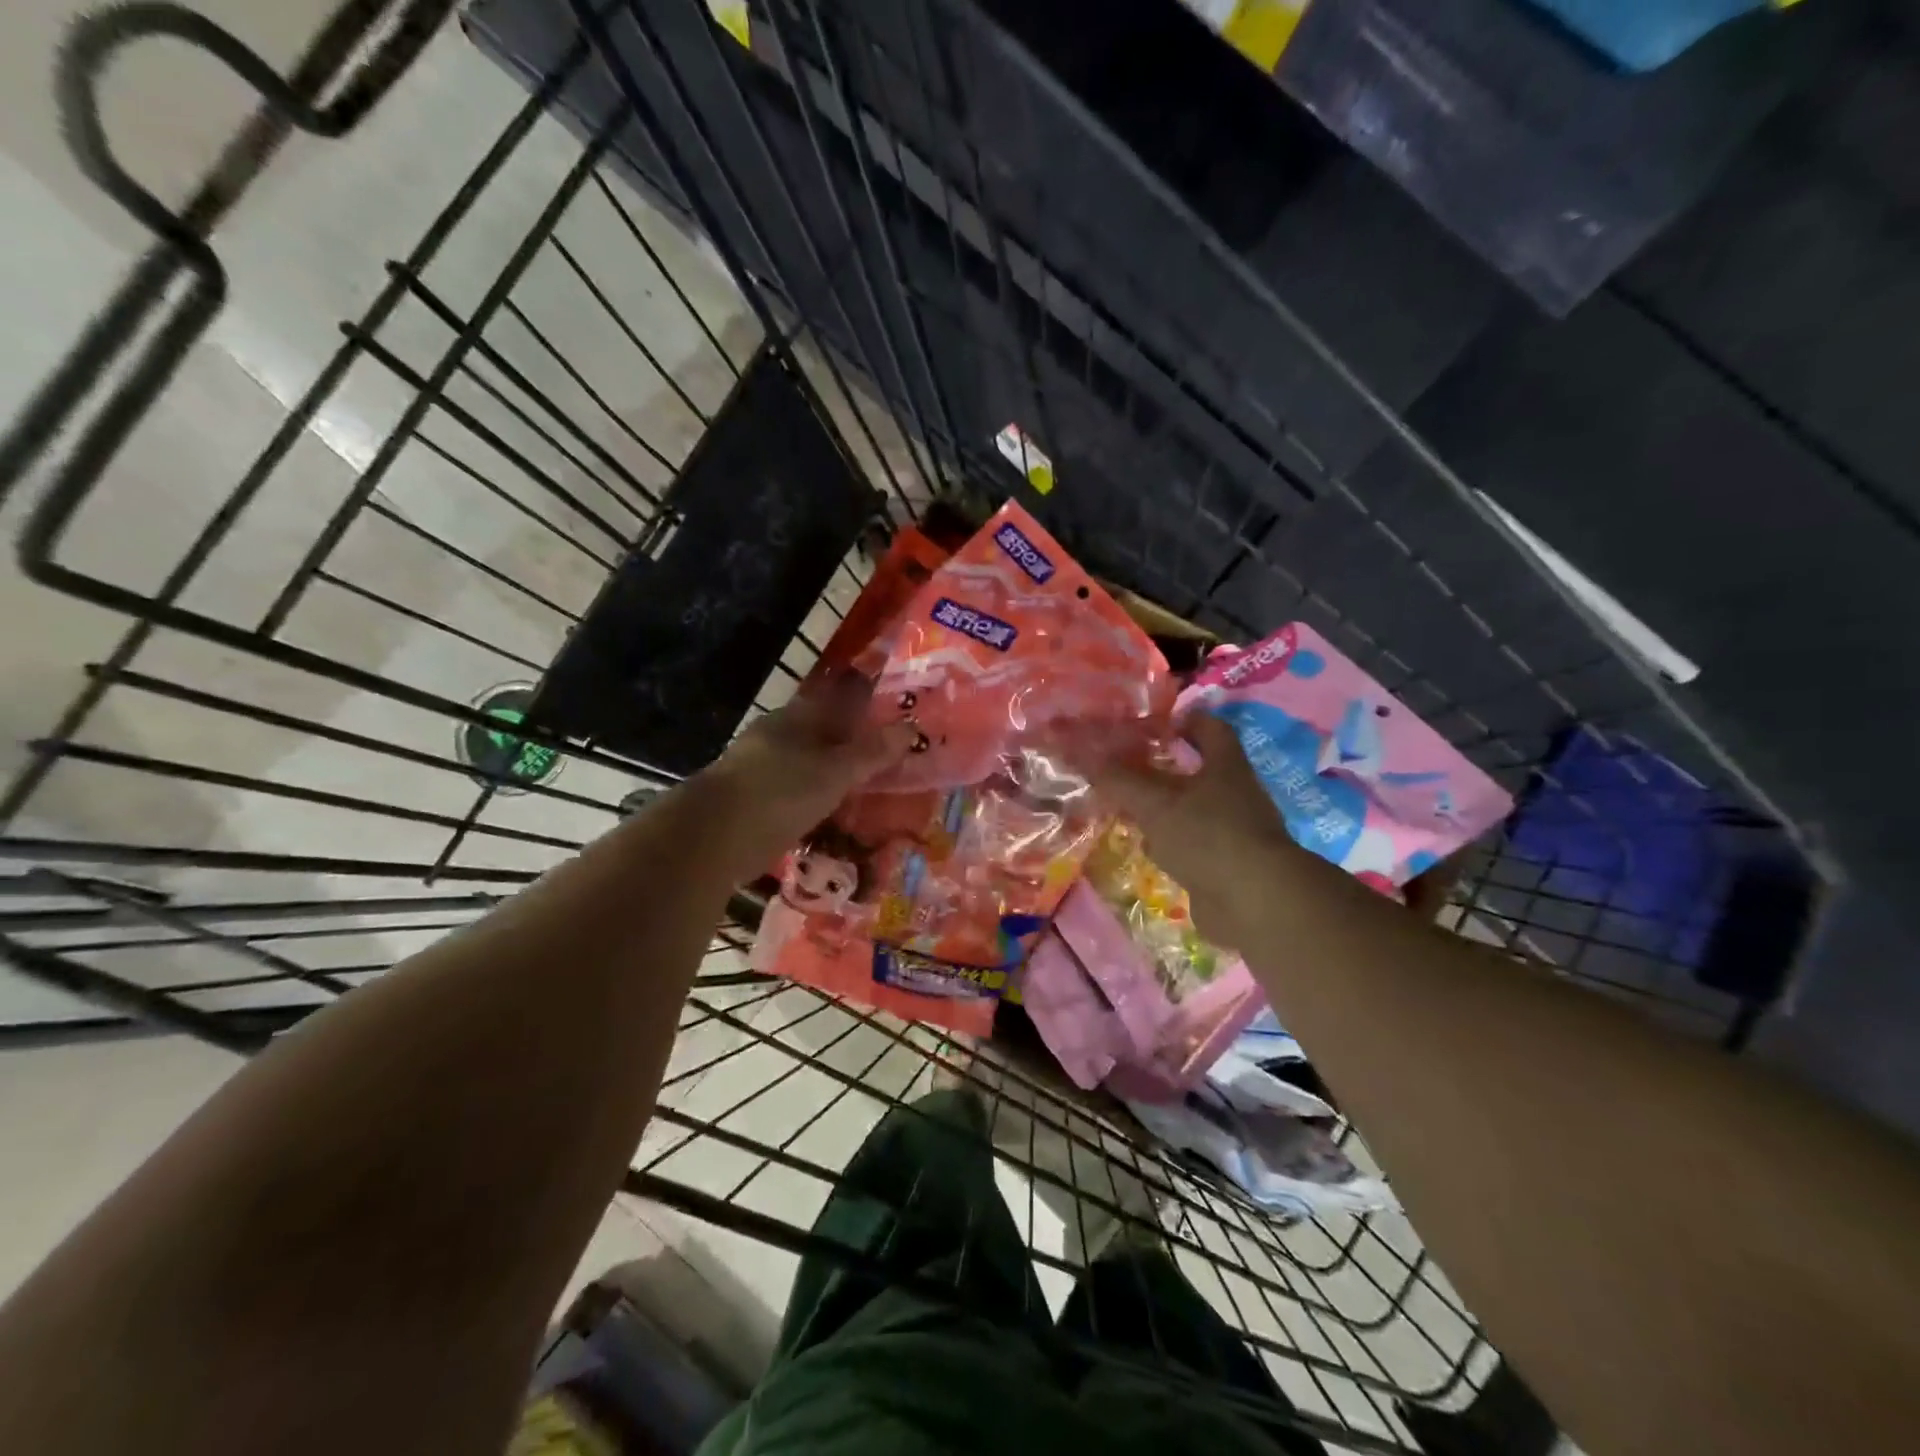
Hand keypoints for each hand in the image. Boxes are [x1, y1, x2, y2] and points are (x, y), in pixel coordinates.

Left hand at [702, 673, 916, 856]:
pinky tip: (830, 816)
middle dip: (849, 744)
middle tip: (885, 760)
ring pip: (805, 765)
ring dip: (831, 776)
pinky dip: (813, 801)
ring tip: (864, 791)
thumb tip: (910, 728)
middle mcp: (775, 737)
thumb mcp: (835, 772)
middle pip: (820, 734)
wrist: (711, 838)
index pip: (835, 700)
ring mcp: (758, 770)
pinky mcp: (750, 803)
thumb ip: (871, 752)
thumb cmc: (780, 792)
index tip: (891, 718)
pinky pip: (793, 795)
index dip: (863, 706)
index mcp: (794, 718)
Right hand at [1079, 712, 1304, 948]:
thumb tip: (1082, 753)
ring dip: (1164, 809)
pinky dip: (1170, 844)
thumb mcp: (1155, 803)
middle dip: (1162, 769)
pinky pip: (1192, 846)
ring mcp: (1233, 832)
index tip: (1154, 724)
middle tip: (1125, 768)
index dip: (1184, 720)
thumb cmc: (1208, 836)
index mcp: (1226, 766)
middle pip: (1197, 771)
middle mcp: (1235, 794)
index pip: (1210, 728)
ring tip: (1127, 808)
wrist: (1254, 902)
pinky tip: (1145, 848)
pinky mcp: (1226, 865)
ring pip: (1192, 811)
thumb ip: (1118, 780)